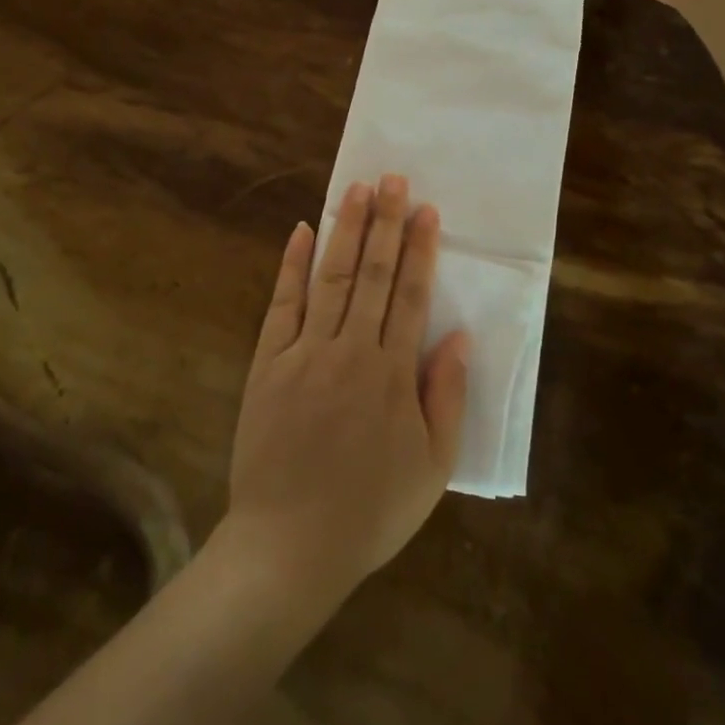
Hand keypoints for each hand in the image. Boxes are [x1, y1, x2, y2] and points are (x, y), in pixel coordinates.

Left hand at [218, 175, 468, 609]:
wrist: (289, 546)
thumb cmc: (369, 510)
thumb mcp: (432, 467)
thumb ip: (446, 396)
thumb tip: (457, 335)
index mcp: (391, 374)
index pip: (410, 295)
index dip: (420, 249)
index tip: (427, 210)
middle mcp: (349, 349)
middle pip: (373, 273)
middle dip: (386, 222)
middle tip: (393, 178)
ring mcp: (304, 351)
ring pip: (331, 277)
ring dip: (346, 229)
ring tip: (358, 189)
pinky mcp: (267, 362)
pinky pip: (282, 304)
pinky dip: (291, 265)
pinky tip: (301, 230)